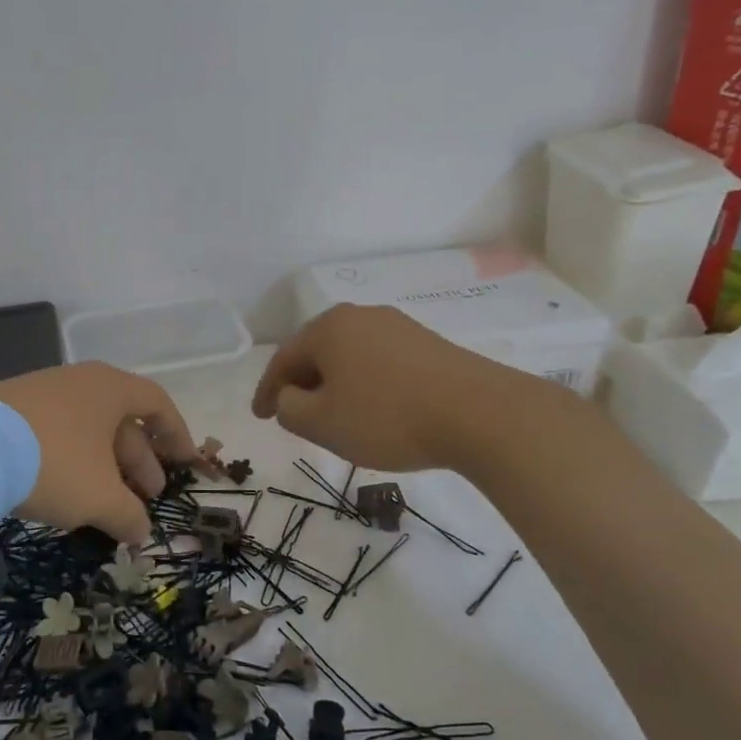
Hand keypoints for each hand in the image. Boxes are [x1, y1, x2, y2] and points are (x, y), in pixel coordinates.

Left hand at [0, 363, 196, 542]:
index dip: (177, 435)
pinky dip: (72, 462)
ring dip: (104, 466)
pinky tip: (65, 492)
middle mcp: (80, 382)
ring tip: (105, 503)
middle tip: (145, 498)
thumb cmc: (55, 463)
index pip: (157, 404)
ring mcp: (42, 392)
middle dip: (138, 462)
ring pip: (87, 430)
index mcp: (110, 388)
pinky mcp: (11, 409)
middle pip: (121, 420)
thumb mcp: (100, 497)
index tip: (185, 463)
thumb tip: (141, 534)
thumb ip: (128, 515)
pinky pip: (57, 433)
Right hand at [252, 304, 524, 470]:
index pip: (283, 359)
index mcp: (328, 327)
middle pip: (317, 352)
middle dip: (302, 384)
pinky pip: (380, 362)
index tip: (260, 417)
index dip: (267, 391)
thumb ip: (289, 409)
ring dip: (336, 385)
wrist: (480, 413)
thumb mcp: (322, 423)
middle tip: (295, 415)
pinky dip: (366, 384)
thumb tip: (290, 398)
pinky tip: (376, 409)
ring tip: (336, 416)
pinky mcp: (429, 344)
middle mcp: (360, 316)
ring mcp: (398, 326)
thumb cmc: (387, 417)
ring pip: (350, 357)